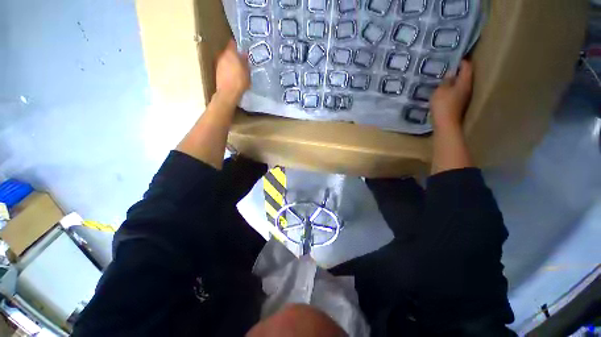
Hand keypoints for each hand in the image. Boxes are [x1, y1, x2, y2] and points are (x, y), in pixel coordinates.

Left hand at [215, 39, 249, 105]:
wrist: (227, 93)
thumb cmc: (239, 81)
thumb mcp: (247, 72)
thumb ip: (245, 62)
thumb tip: (244, 54)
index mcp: (230, 53)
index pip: (233, 43)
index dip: (238, 45)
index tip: (243, 48)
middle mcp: (222, 55)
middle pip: (228, 52)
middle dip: (234, 55)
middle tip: (242, 60)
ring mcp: (218, 63)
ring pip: (226, 59)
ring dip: (231, 62)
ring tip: (238, 69)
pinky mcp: (217, 71)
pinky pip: (224, 67)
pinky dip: (228, 69)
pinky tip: (233, 75)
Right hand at [431, 60, 473, 129]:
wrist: (446, 124)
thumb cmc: (443, 105)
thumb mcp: (441, 91)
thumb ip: (446, 80)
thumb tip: (451, 72)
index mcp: (464, 82)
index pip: (467, 66)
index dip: (461, 60)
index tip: (452, 57)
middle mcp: (467, 88)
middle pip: (465, 75)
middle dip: (457, 70)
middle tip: (446, 67)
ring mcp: (464, 97)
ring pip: (461, 84)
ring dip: (454, 80)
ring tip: (443, 78)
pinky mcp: (459, 104)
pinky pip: (456, 92)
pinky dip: (451, 89)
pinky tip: (443, 90)